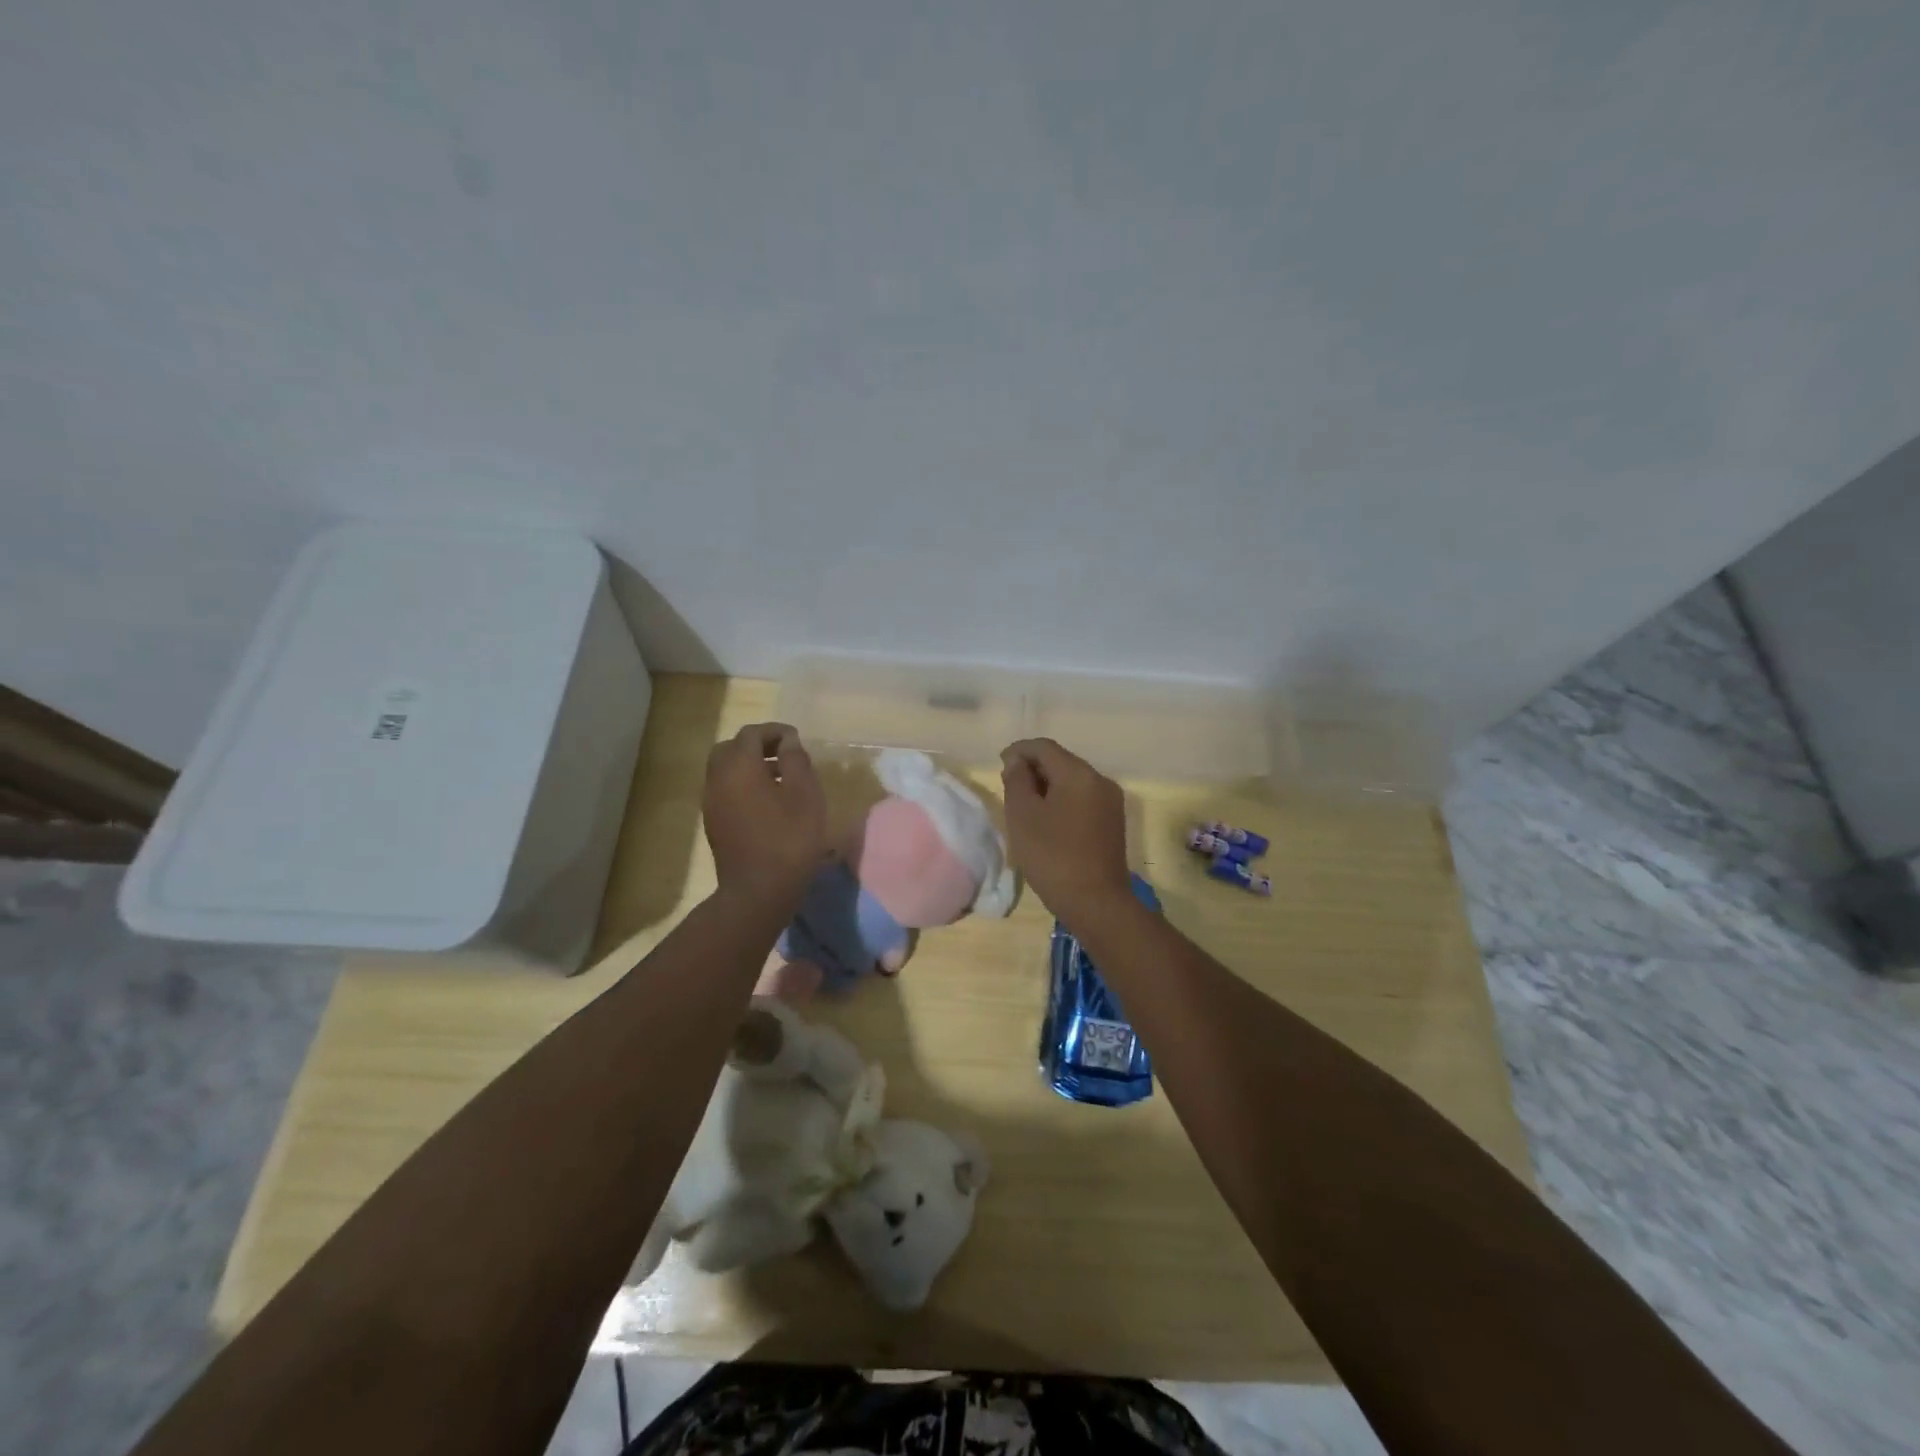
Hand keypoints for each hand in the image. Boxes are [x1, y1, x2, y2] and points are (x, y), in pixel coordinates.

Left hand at [704, 723, 827, 904]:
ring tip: (780, 779)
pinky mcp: (714, 823)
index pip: (752, 734)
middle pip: (731, 748)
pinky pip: (725, 790)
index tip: (796, 740)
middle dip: (756, 746)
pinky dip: (743, 785)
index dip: (775, 731)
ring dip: (749, 766)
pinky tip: (768, 802)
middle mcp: (717, 779)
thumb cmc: (789, 837)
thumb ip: (796, 760)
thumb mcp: (805, 794)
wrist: (759, 890)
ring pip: (725, 770)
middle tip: (784, 755)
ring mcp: (712, 802)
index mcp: (738, 766)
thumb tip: (788, 742)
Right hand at [1000, 738, 1130, 918]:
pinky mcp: (1113, 822)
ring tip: (1025, 806)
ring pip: (1072, 781)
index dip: (1018, 751)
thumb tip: (1018, 762)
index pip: (1044, 747)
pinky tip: (1048, 821)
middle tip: (1009, 787)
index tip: (999, 765)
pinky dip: (1062, 800)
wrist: (1096, 903)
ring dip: (1047, 786)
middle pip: (1061, 761)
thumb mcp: (1023, 816)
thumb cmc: (1053, 857)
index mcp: (1078, 774)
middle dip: (1033, 768)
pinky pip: (1082, 798)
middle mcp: (1099, 780)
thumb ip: (1017, 781)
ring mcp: (1110, 801)